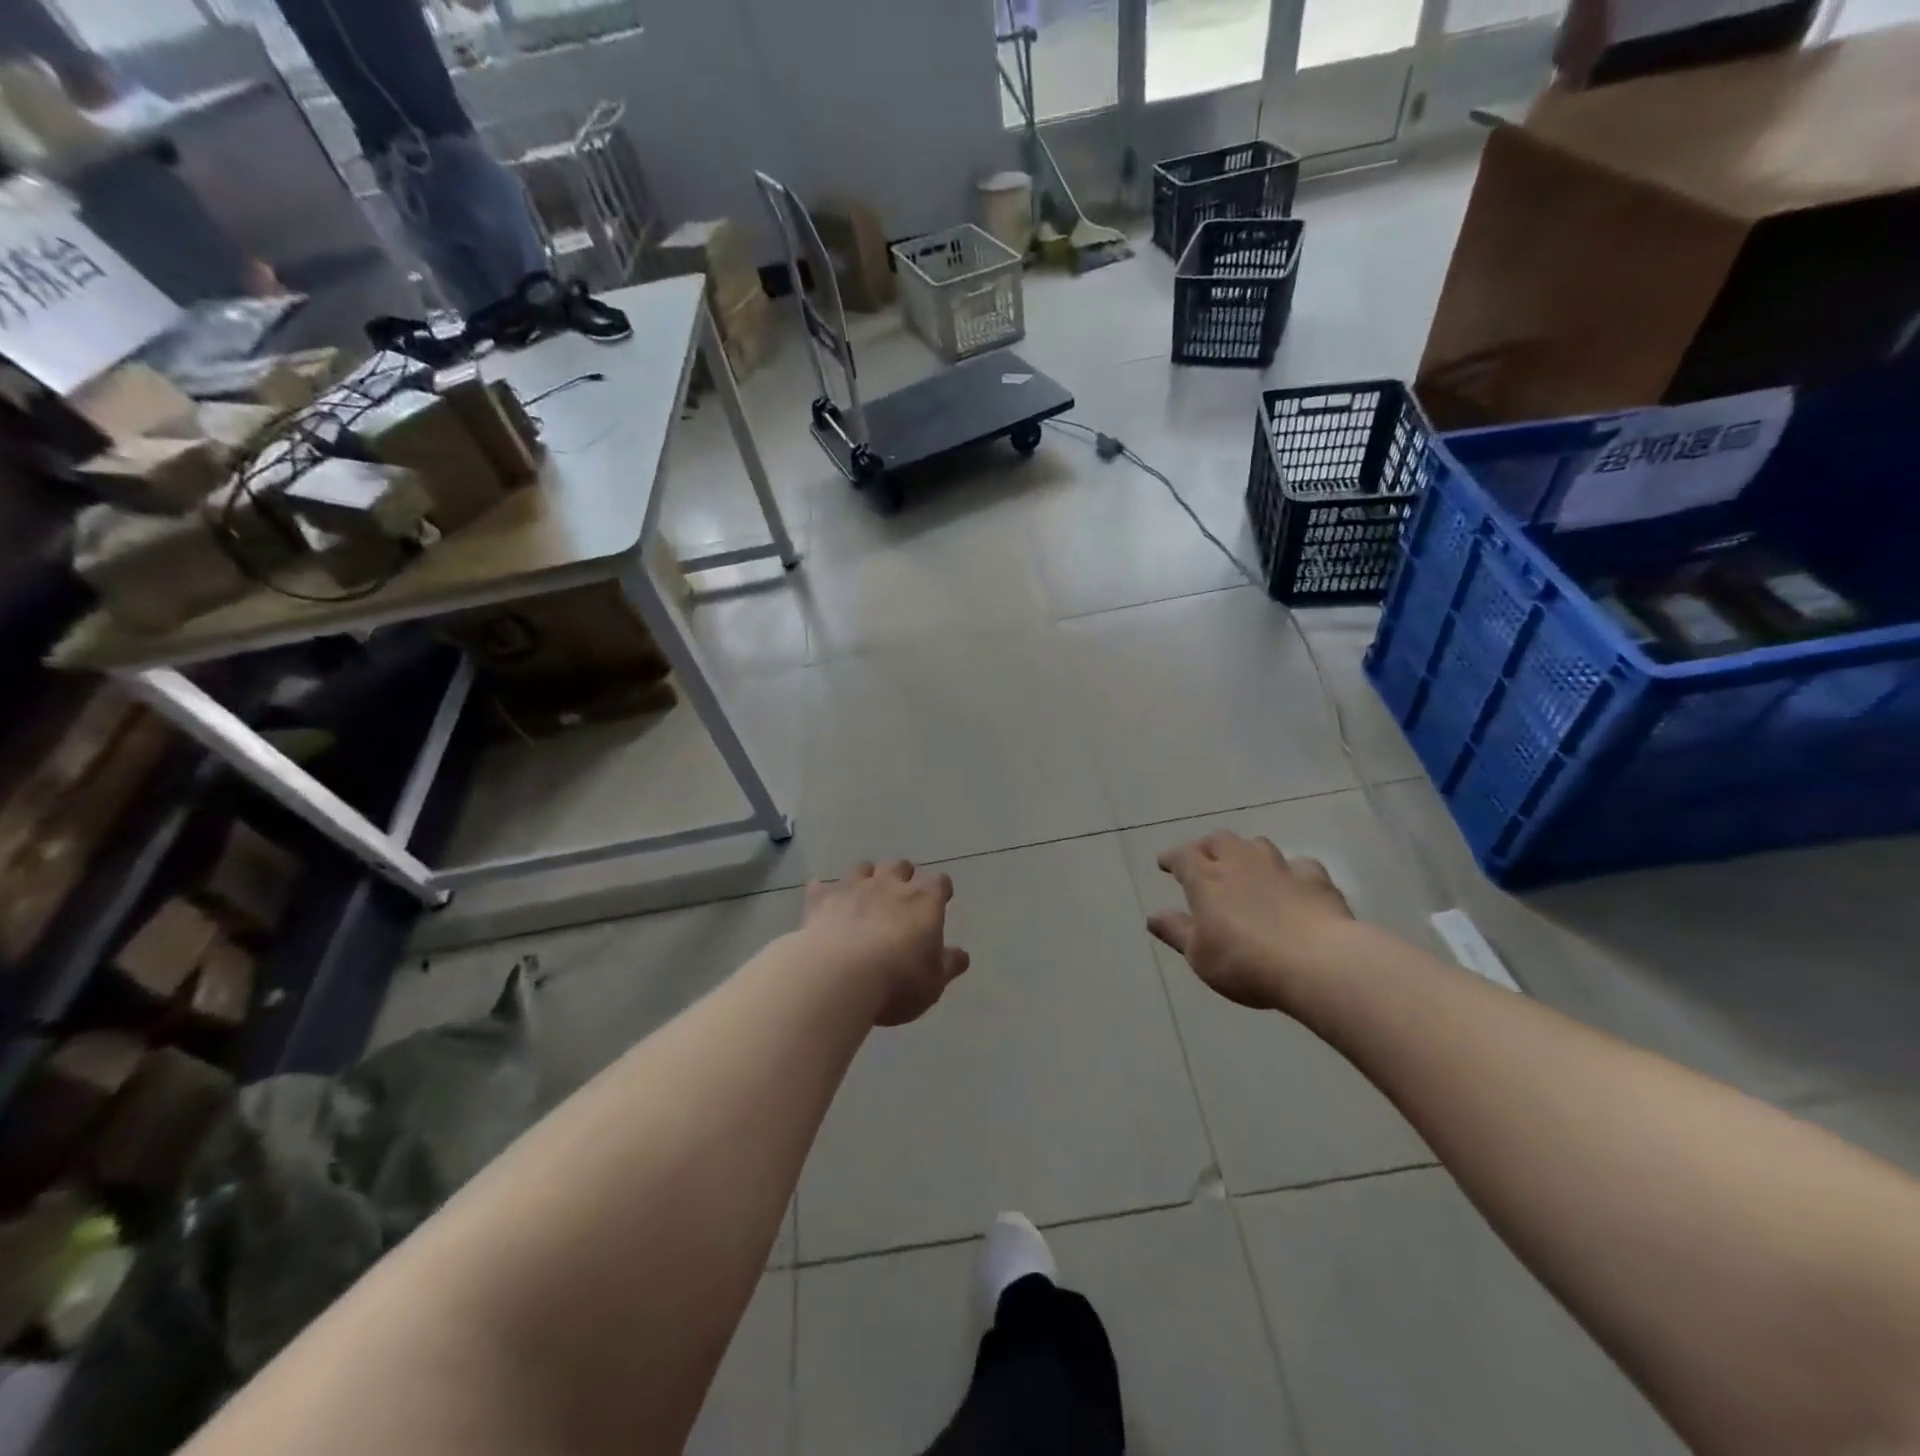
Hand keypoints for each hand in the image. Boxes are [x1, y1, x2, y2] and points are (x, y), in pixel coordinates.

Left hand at [802, 861, 970, 1026]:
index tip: (940, 899)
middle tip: (901, 896)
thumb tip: (962, 955)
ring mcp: (853, 889)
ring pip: (862, 869)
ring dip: (866, 878)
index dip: (940, 889)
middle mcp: (890, 885)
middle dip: (902, 876)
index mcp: (924, 901)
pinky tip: (822, 901)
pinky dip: (823, 893)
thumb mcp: (933, 983)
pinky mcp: (821, 901)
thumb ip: (948, 965)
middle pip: (900, 866)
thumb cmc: (897, 981)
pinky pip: (820, 888)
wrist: (839, 976)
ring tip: (864, 895)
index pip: (939, 882)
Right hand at [1147, 830, 1353, 1010]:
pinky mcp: (1315, 880)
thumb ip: (1176, 931)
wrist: (1318, 963)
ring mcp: (1280, 867)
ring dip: (1246, 852)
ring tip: (1245, 865)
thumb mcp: (1199, 955)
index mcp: (1206, 879)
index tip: (1165, 863)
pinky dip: (1290, 870)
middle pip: (1219, 840)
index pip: (1182, 856)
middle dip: (1207, 846)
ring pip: (1257, 845)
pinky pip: (1299, 865)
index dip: (1172, 858)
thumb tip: (1153, 916)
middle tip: (1203, 859)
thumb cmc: (1245, 961)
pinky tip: (1292, 883)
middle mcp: (1240, 863)